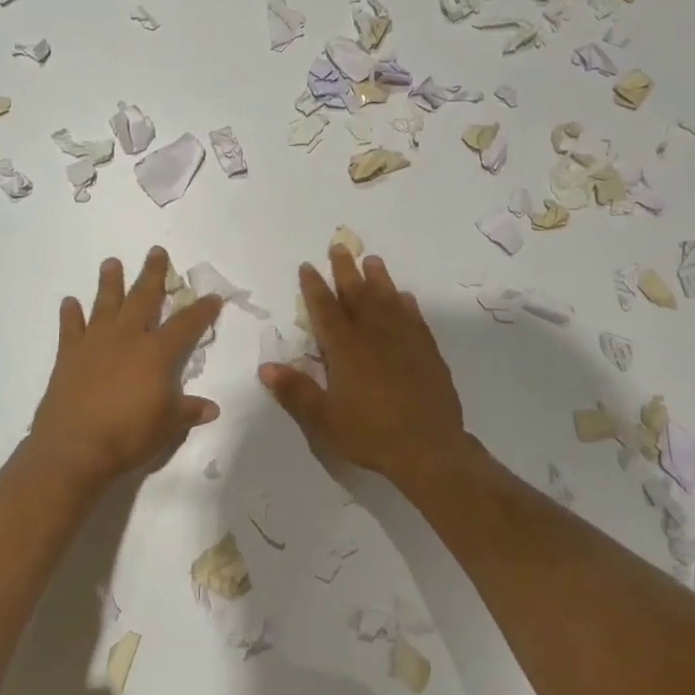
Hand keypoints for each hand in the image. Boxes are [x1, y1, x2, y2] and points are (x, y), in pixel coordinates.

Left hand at [28, 248, 222, 491]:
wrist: (74, 448)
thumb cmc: (128, 436)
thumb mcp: (168, 426)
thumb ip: (188, 411)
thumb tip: (211, 408)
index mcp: (156, 353)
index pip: (186, 324)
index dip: (202, 310)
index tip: (213, 296)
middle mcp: (127, 338)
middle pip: (143, 298)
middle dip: (153, 274)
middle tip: (156, 251)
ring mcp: (95, 344)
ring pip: (105, 304)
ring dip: (110, 282)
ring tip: (111, 262)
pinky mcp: (68, 356)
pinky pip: (70, 328)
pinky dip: (70, 314)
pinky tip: (70, 302)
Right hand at [260, 246, 469, 484]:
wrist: (428, 447)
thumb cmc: (370, 433)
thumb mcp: (324, 419)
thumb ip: (295, 390)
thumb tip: (265, 367)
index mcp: (345, 349)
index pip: (325, 309)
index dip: (314, 286)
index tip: (307, 266)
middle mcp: (374, 335)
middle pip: (357, 295)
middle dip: (345, 270)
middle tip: (339, 247)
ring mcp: (404, 341)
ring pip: (388, 300)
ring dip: (378, 279)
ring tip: (372, 260)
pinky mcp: (427, 351)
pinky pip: (414, 318)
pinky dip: (406, 304)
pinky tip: (404, 298)